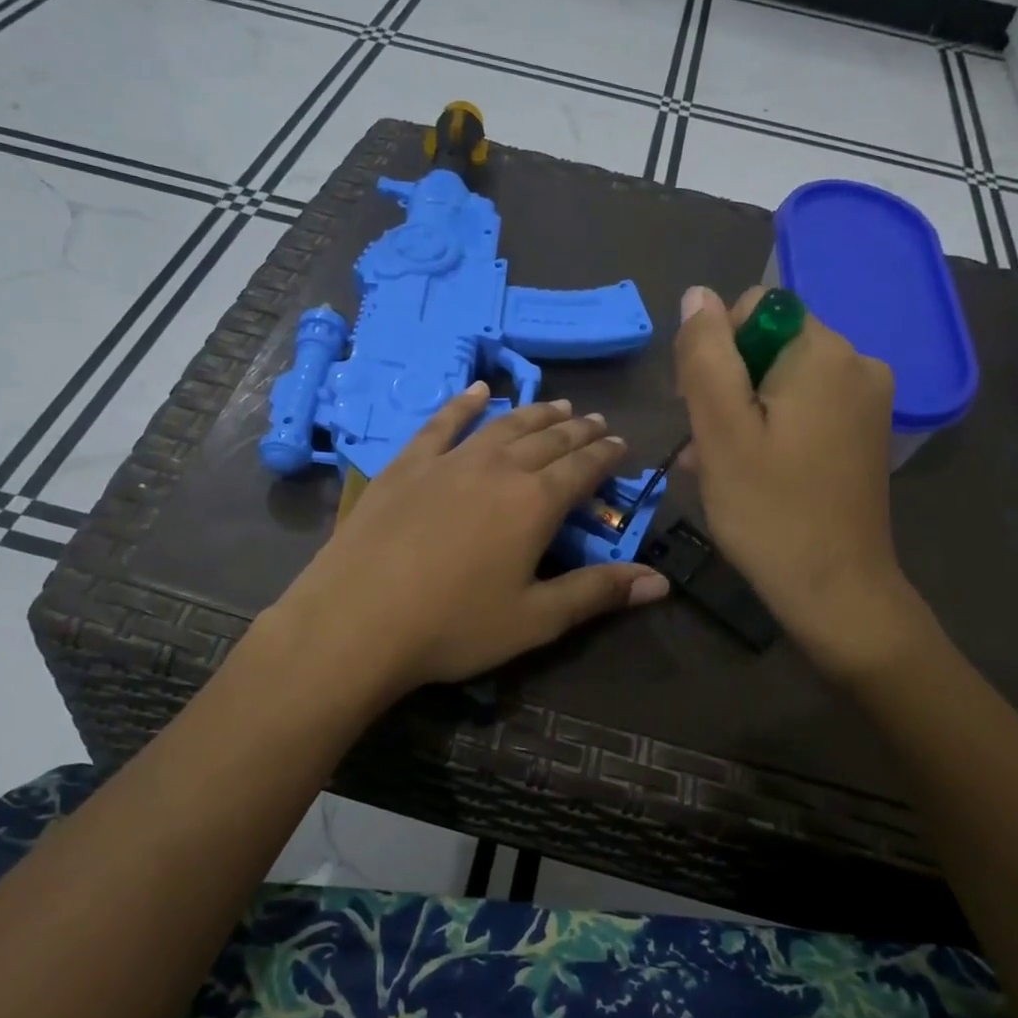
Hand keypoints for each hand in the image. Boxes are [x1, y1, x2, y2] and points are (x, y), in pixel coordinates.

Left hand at [268, 384, 667, 698]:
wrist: (357, 621)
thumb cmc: (454, 626)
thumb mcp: (535, 619)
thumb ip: (598, 593)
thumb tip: (660, 582)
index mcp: (535, 503)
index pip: (583, 467)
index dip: (606, 455)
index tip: (621, 443)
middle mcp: (498, 468)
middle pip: (548, 439)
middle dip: (577, 429)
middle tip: (595, 421)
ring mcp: (449, 461)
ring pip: (504, 425)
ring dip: (535, 413)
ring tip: (557, 404)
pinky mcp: (406, 465)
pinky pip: (442, 423)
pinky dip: (464, 403)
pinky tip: (479, 390)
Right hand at [674, 285, 929, 677]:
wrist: (836, 591)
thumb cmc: (769, 510)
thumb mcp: (720, 430)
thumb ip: (705, 355)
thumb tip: (697, 295)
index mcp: (825, 352)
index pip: (755, 309)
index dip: (716, 351)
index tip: (702, 408)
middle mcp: (857, 363)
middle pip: (769, 345)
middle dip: (728, 386)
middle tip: (708, 446)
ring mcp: (867, 401)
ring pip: (782, 381)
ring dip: (742, 414)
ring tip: (720, 467)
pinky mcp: (864, 434)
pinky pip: (805, 410)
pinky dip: (771, 430)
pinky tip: (751, 472)